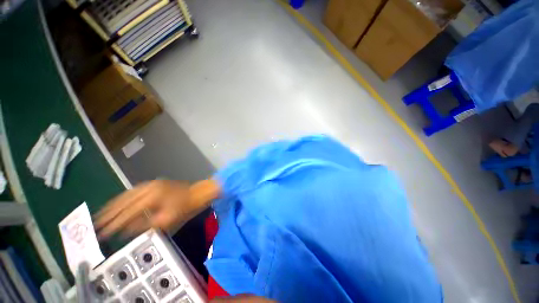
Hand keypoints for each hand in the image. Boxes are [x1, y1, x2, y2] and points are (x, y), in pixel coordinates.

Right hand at [95, 179, 220, 237]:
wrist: (198, 193)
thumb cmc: (185, 209)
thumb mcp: (166, 221)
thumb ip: (144, 225)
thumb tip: (124, 231)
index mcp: (152, 197)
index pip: (128, 213)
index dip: (114, 224)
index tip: (101, 233)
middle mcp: (148, 188)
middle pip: (124, 201)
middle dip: (109, 213)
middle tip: (94, 223)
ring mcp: (151, 183)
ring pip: (126, 194)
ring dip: (113, 205)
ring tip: (101, 214)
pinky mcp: (153, 183)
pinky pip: (133, 191)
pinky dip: (123, 198)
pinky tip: (117, 203)